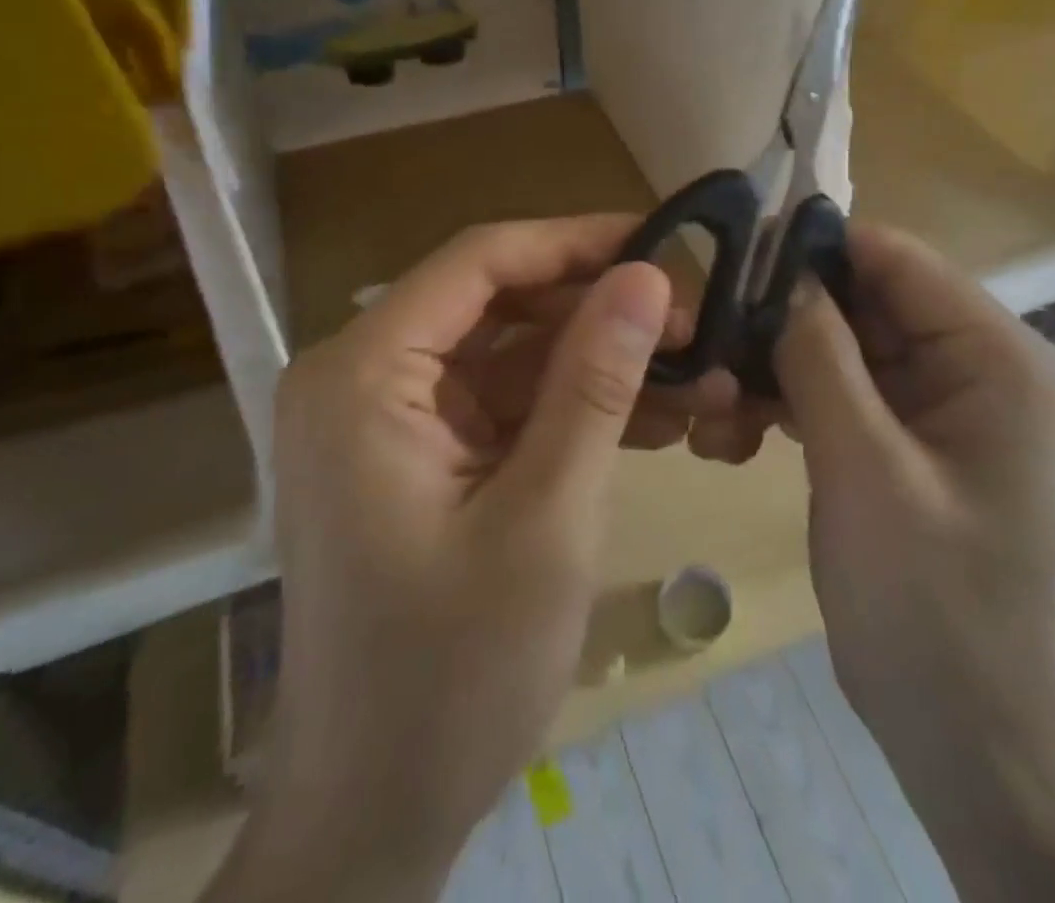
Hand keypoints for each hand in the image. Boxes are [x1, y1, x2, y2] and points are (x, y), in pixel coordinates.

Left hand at [254, 216, 726, 895]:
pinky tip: (650, 422)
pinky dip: (569, 409)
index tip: (661, 243)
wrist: (374, 814)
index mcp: (362, 374)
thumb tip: (646, 276)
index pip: (479, 262)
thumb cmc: (450, 676)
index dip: (574, 241)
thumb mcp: (545, 517)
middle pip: (496, 304)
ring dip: (596, 364)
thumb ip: (594, 383)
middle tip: (694, 324)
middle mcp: (360, 376)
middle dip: (597, 312)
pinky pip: (501, 404)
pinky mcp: (416, 454)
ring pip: (508, 354)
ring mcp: (386, 418)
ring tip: (693, 378)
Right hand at [775, 232, 1054, 902]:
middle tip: (706, 344)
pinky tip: (734, 433)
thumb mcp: (864, 468)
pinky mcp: (902, 432)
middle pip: (863, 299)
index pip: (895, 258)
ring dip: (775, 365)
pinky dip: (788, 399)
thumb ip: (820, 357)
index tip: (730, 263)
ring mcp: (936, 398)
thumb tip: (779, 271)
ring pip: (840, 342)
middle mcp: (973, 361)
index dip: (812, 251)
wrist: (960, 729)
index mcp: (994, 355)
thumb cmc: (928, 600)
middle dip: (786, 318)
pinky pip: (838, 386)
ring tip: (713, 407)